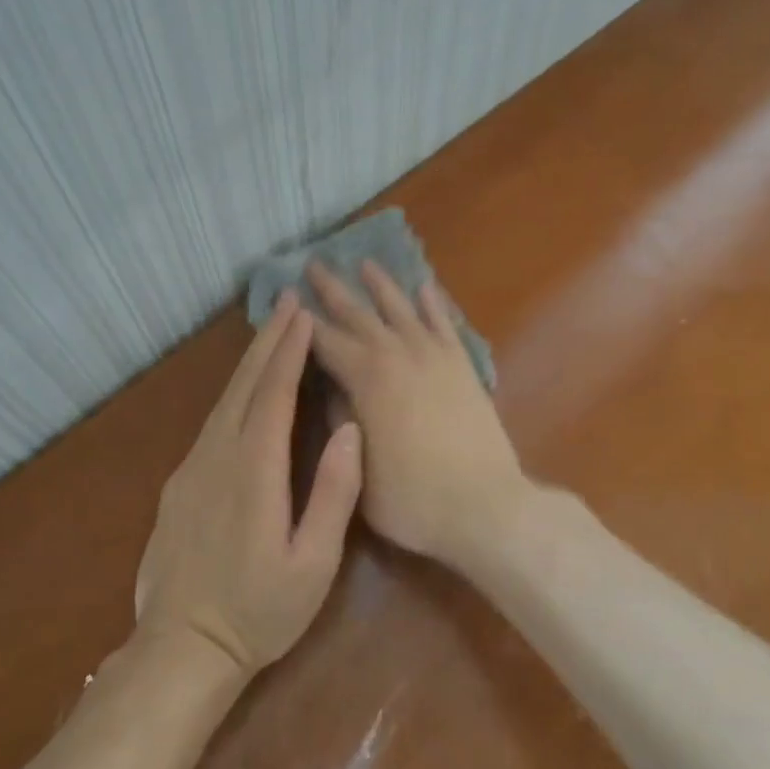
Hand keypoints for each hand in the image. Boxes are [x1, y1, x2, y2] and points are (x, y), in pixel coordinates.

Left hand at [135, 292, 362, 675]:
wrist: (182, 648)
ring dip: (250, 362)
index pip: (274, 395)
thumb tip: (349, 429)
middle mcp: (218, 457)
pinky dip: (234, 392)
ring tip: (272, 332)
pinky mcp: (179, 483)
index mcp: (254, 472)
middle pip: (244, 385)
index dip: (290, 351)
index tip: (304, 315)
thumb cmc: (260, 611)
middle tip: (288, 302)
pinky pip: (212, 422)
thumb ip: (334, 493)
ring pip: (224, 400)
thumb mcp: (313, 563)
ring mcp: (192, 468)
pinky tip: (245, 389)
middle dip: (268, 341)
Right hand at [306, 261, 529, 567]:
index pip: (324, 341)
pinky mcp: (462, 366)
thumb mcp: (358, 467)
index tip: (286, 302)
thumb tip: (331, 387)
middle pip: (358, 314)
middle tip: (314, 265)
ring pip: (401, 309)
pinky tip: (424, 287)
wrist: (484, 505)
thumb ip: (341, 420)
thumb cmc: (411, 497)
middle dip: (333, 290)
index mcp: (366, 378)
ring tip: (365, 263)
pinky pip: (444, 323)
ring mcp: (434, 356)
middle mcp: (397, 354)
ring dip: (381, 285)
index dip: (302, 322)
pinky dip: (433, 303)